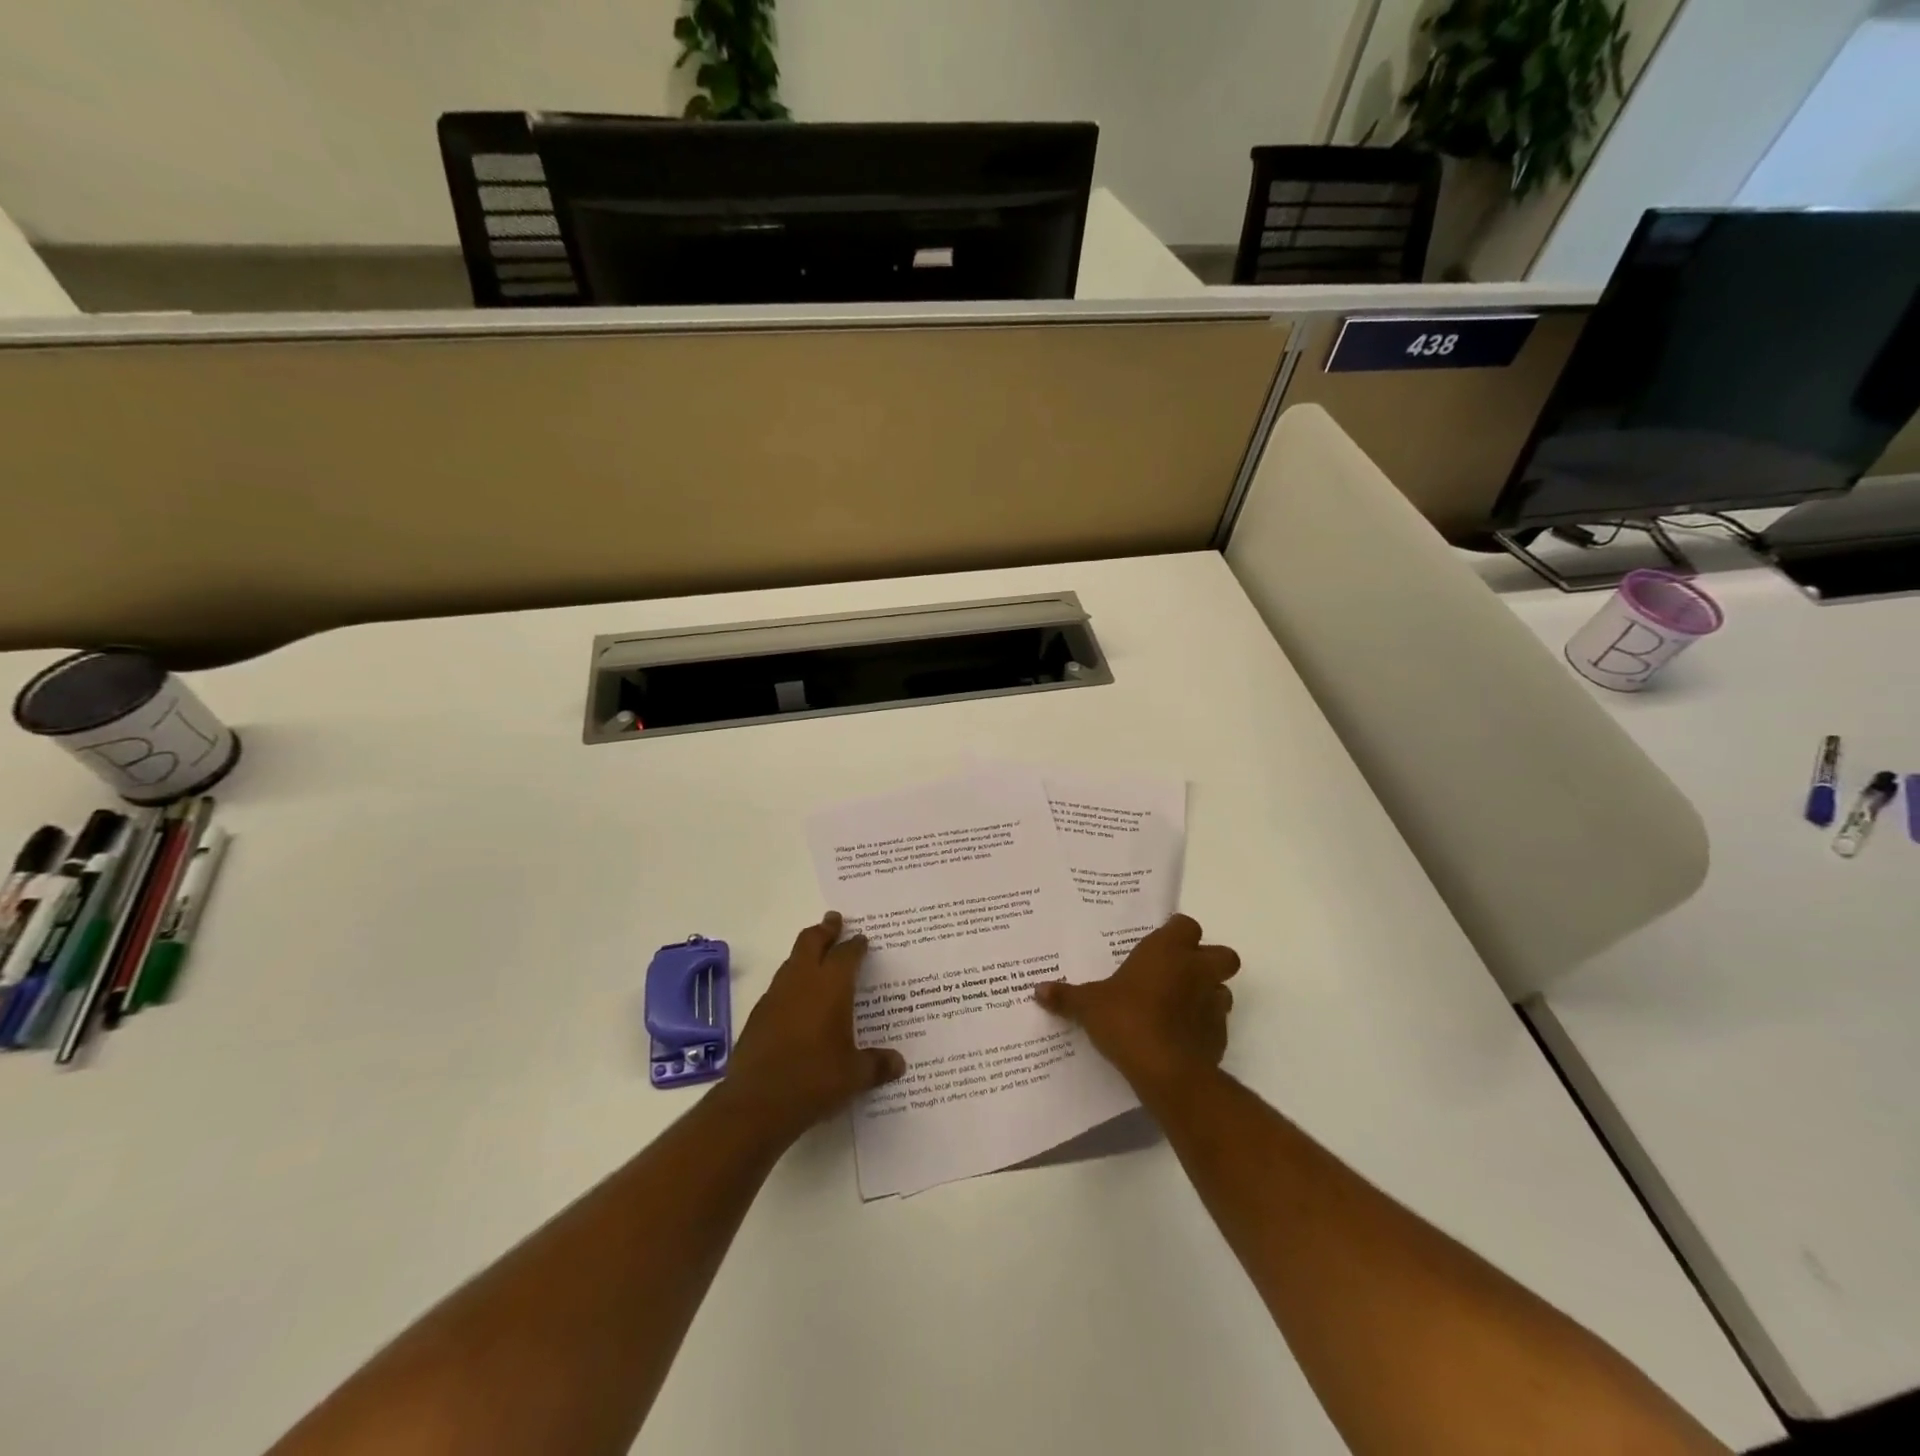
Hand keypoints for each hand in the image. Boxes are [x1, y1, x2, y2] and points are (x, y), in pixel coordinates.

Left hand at [715, 912, 904, 1144]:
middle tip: (834, 920)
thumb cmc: (814, 1080)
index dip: (856, 944)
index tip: (862, 938)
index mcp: (831, 987)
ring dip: (804, 953)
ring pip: (791, 961)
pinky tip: (798, 1000)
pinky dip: (791, 982)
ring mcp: (775, 996)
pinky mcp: (758, 1015)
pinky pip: (779, 986)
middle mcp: (802, 982)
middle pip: (811, 941)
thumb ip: (876, 1065)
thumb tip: (899, 1064)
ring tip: (816, 955)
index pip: (846, 954)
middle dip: (824, 930)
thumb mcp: (854, 1076)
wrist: (756, 1103)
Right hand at [1034, 914, 1238, 1102]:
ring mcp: (1214, 1003)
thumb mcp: (1089, 1005)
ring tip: (1180, 1006)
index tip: (1158, 945)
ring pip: (1223, 988)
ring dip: (1207, 993)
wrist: (1167, 1071)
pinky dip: (1204, 1025)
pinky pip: (1217, 1022)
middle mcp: (1196, 970)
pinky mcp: (1220, 1035)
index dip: (1175, 933)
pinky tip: (1181, 1037)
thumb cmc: (1127, 1020)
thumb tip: (1038, 990)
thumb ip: (1067, 996)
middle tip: (1180, 972)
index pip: (1185, 925)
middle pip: (1222, 953)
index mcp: (1167, 951)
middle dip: (1207, 960)